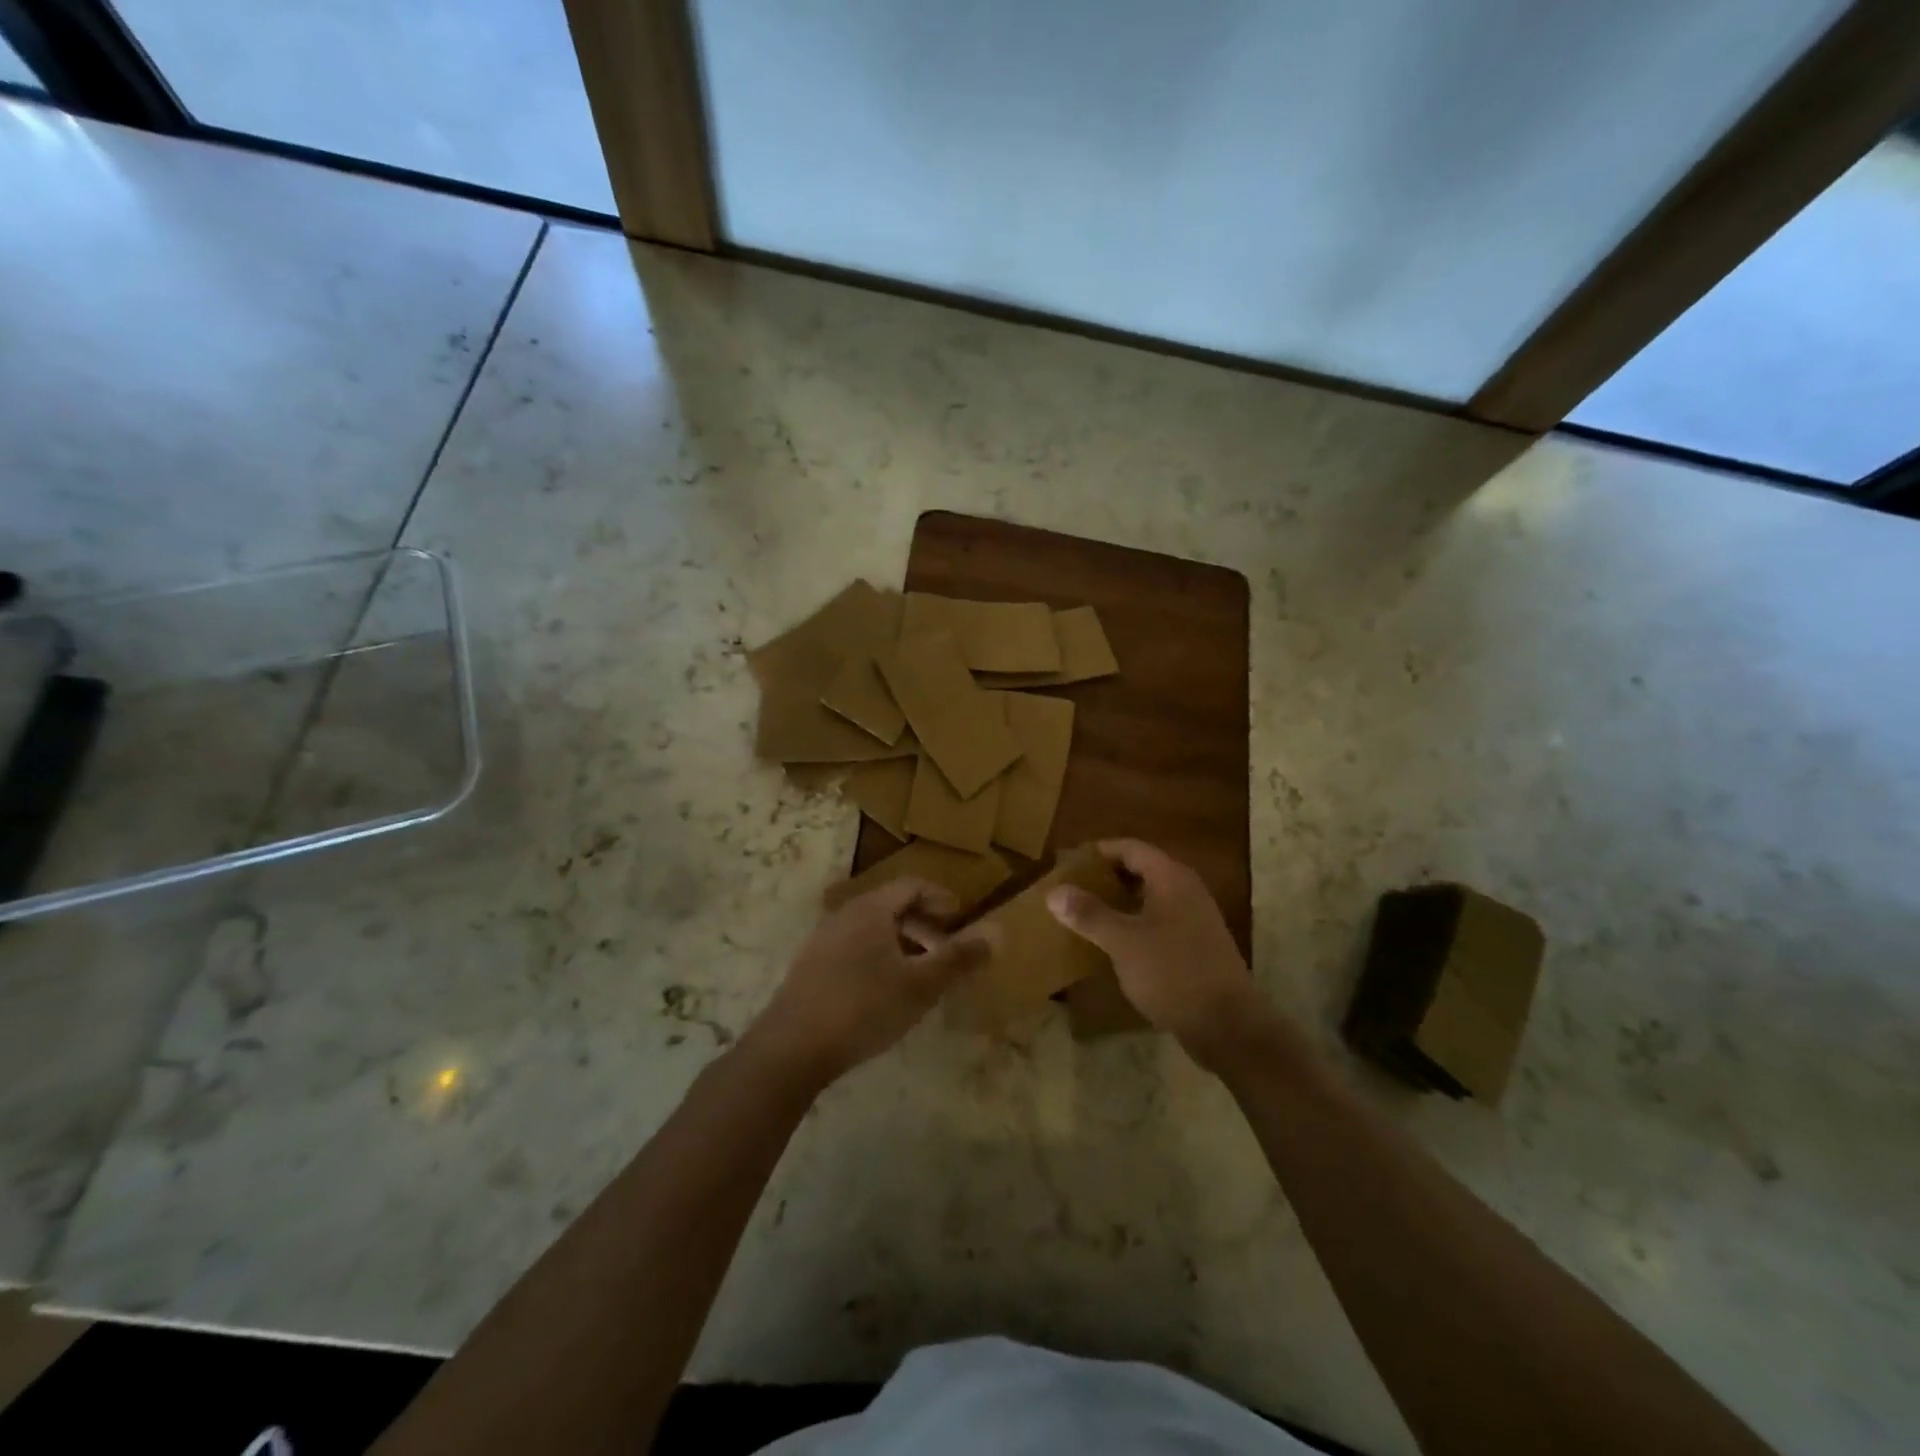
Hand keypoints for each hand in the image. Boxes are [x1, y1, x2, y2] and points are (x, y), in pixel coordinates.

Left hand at [745, 879, 985, 1088]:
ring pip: (872, 930)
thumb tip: (999, 931)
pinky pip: (854, 948)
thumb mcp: (921, 985)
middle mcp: (845, 915)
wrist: (790, 1048)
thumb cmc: (863, 1007)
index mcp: (871, 909)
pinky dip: (880, 958)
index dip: (940, 897)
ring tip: (921, 974)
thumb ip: (960, 957)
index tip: (961, 916)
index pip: (912, 886)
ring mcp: (823, 941)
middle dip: (924, 924)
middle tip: (947, 950)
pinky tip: (885, 992)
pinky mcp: (810, 968)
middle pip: (891, 907)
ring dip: (902, 944)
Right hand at [1048, 839, 1273, 1068]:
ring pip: (1150, 897)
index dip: (1098, 851)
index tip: (1069, 862)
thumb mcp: (1123, 942)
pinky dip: (1134, 922)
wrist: (1228, 1025)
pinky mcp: (1196, 945)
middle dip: (1106, 876)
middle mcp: (1186, 890)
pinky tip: (1114, 943)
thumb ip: (1089, 914)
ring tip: (1086, 913)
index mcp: (1171, 878)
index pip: (1130, 848)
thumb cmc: (1172, 972)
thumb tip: (1054, 892)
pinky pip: (1158, 920)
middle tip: (1072, 887)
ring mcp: (1195, 919)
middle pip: (1141, 869)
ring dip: (1119, 901)